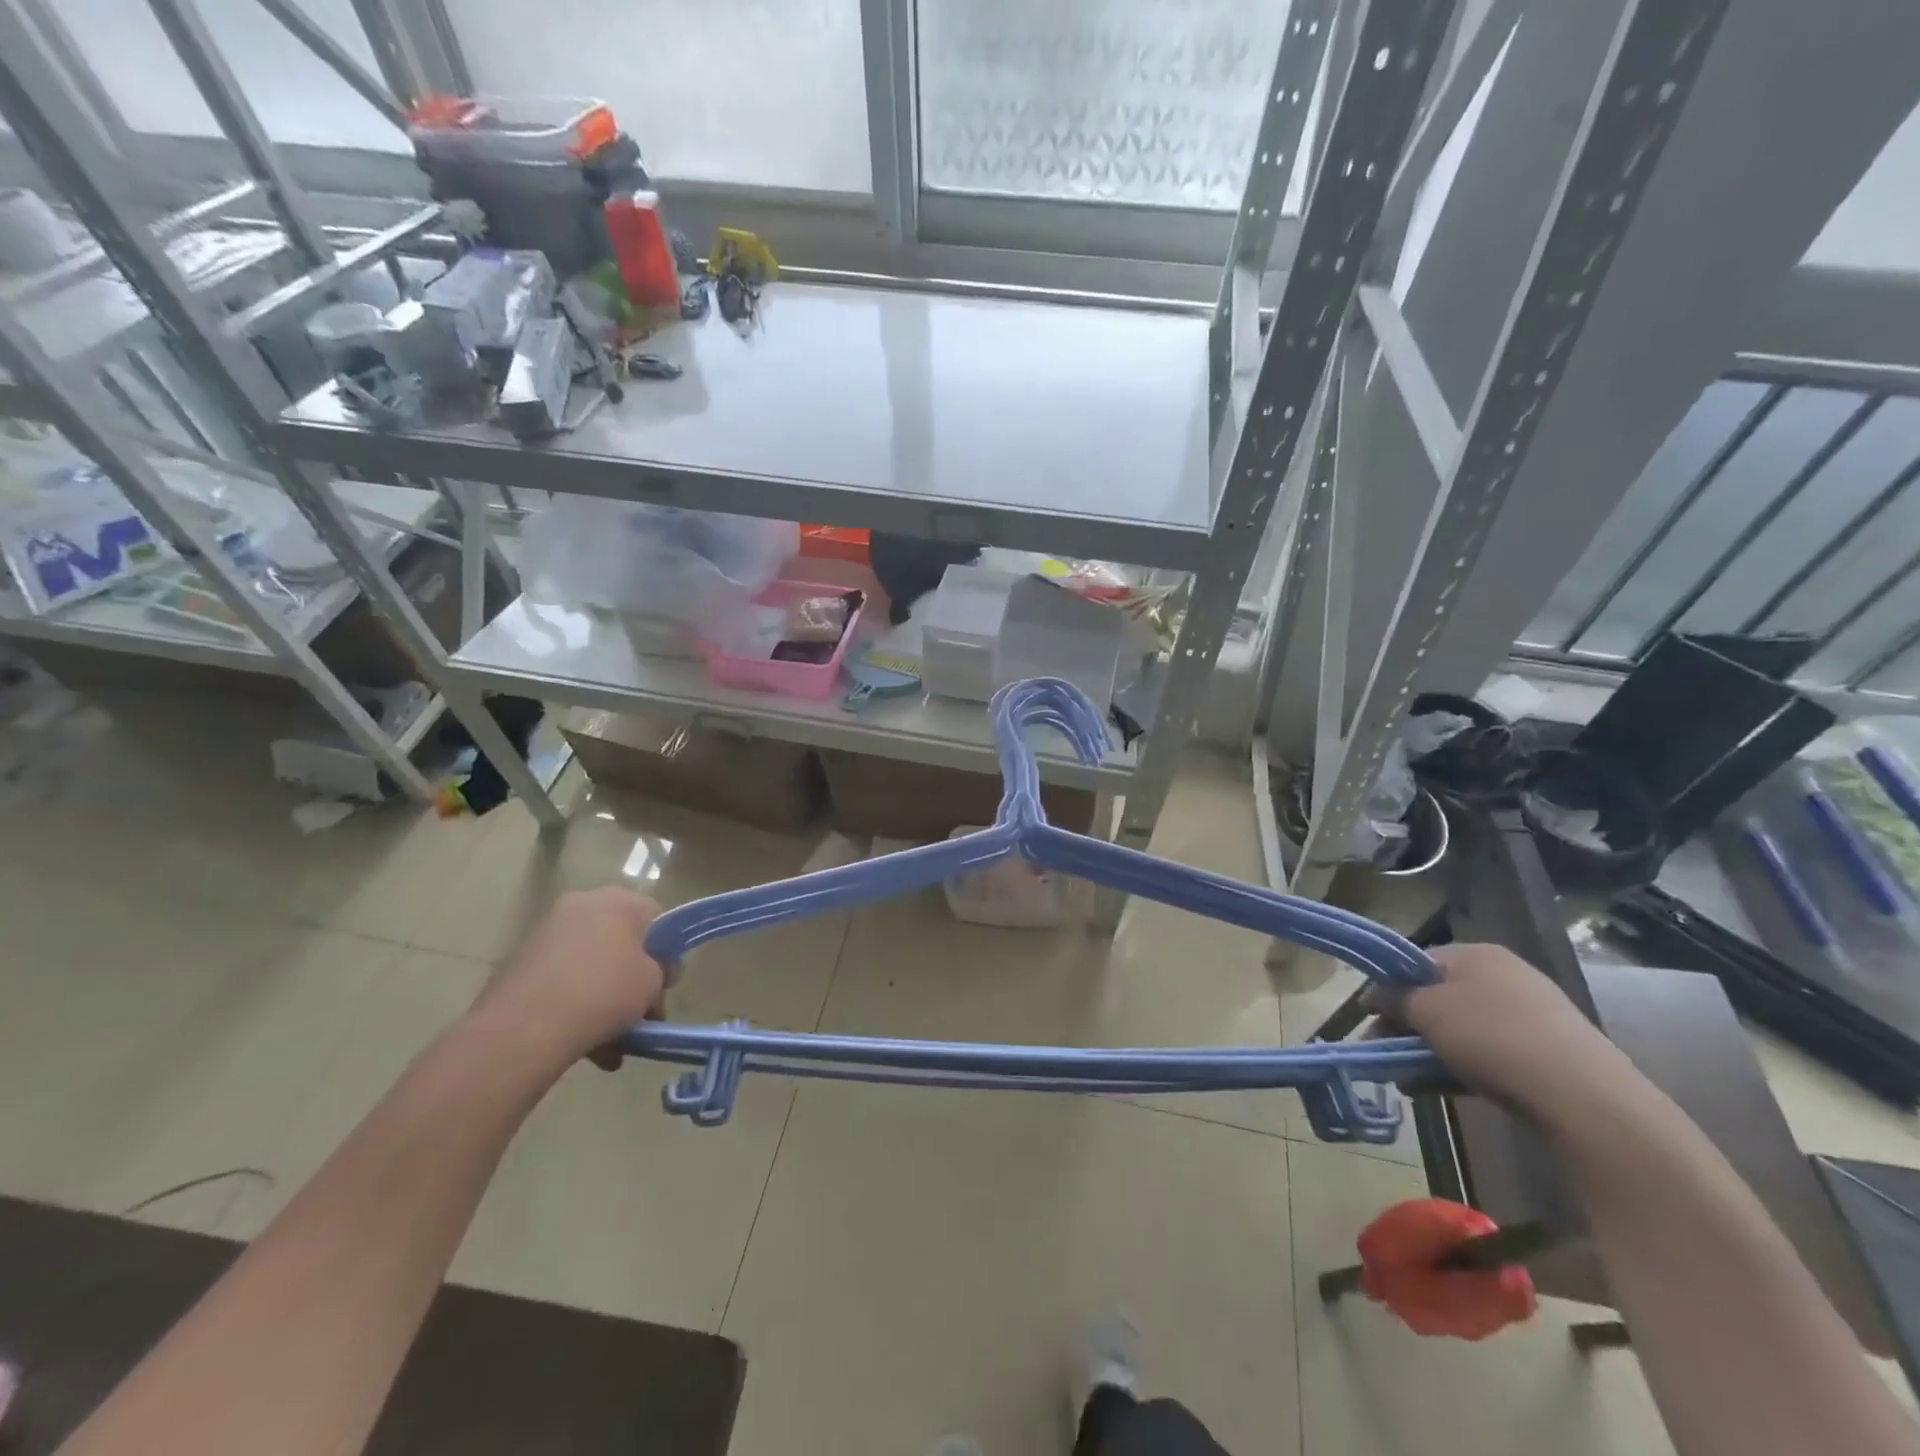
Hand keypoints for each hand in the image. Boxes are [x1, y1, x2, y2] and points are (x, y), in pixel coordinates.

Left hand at [471, 888, 665, 1077]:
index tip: (663, 983)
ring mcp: (545, 933)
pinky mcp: (519, 963)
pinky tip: (586, 1046)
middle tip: (640, 1013)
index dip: (664, 951)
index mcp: (617, 899)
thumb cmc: (604, 992)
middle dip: (631, 978)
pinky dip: (575, 1006)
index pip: (654, 916)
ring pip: (590, 965)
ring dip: (604, 999)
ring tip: (613, 1044)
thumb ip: (661, 971)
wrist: (524, 1029)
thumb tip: (653, 973)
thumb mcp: (653, 983)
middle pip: (619, 941)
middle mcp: (580, 905)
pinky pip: (562, 981)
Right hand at [1382, 942, 1634, 1125]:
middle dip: (1408, 1024)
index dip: (1389, 987)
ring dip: (1430, 1050)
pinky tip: (1442, 1089)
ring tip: (1408, 1078)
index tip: (1370, 1017)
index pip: (1418, 961)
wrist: (1584, 1098)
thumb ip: (1394, 998)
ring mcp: (1532, 1015)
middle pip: (1440, 996)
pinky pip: (1490, 1054)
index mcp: (1477, 954)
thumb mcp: (1427, 1011)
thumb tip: (1375, 995)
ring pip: (1463, 1029)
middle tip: (1384, 1051)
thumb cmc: (1492, 1037)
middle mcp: (1506, 976)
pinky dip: (1462, 1067)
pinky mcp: (1549, 1054)